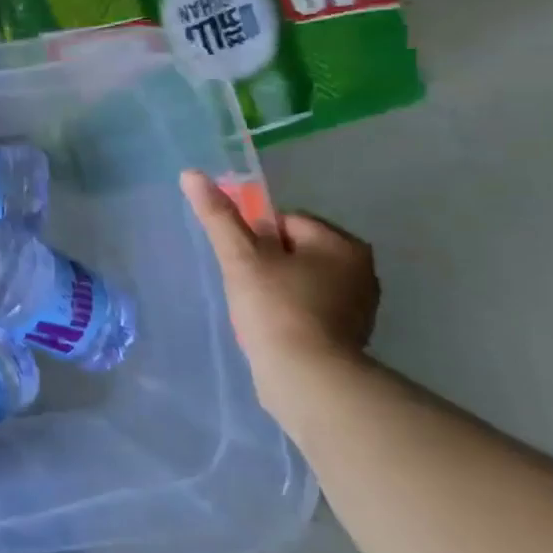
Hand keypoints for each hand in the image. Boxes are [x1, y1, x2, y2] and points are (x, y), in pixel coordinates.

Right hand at [180, 171, 377, 411]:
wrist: (308, 379)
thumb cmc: (275, 308)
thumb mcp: (239, 257)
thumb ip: (218, 215)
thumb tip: (191, 174)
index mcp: (341, 243)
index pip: (283, 220)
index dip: (253, 238)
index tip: (243, 264)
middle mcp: (360, 268)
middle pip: (293, 248)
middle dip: (266, 263)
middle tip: (247, 287)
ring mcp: (359, 304)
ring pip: (300, 277)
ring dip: (277, 287)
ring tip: (258, 310)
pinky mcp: (351, 333)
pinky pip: (310, 305)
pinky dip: (290, 311)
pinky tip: (275, 328)